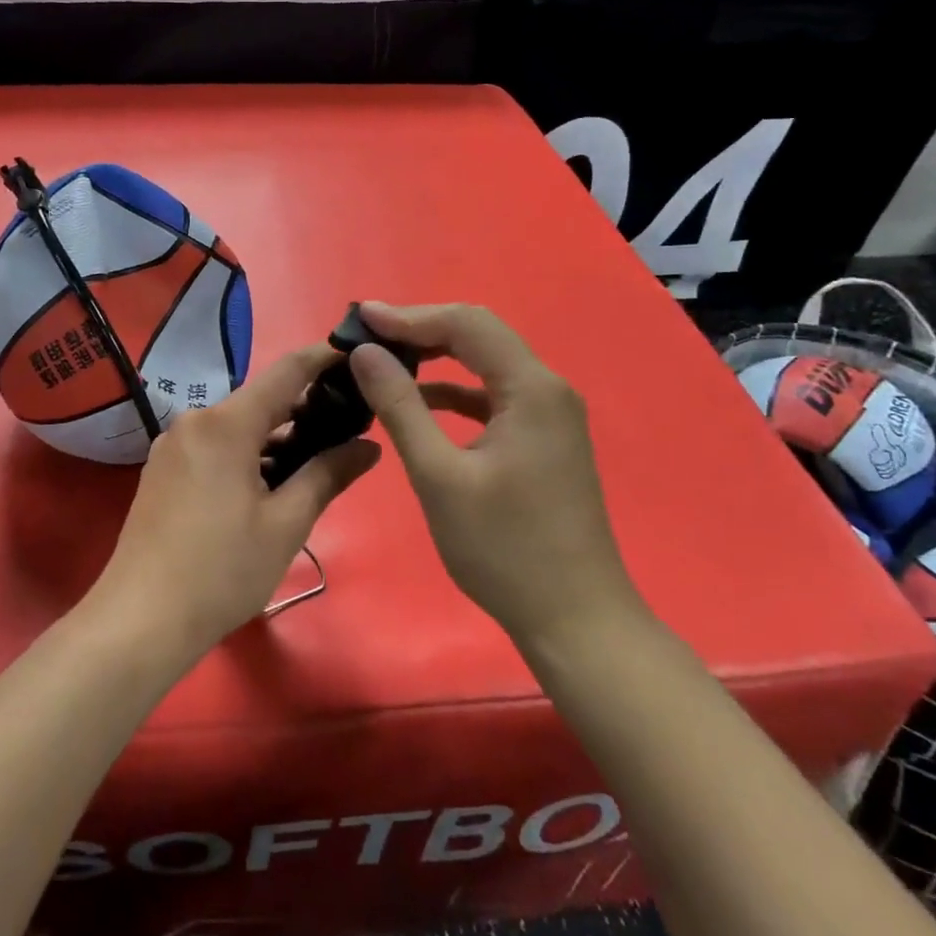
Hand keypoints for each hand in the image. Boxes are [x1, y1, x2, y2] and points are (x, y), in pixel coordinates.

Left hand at [89, 345, 380, 660]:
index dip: (323, 358)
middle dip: (304, 409)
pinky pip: (214, 445)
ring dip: (275, 438)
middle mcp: (195, 420)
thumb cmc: (221, 571)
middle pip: (260, 401)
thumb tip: (369, 446)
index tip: (357, 355)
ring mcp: (173, 444)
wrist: (139, 620)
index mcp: (226, 424)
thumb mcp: (286, 524)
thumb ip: (328, 475)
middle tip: (348, 428)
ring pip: (237, 426)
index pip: (285, 372)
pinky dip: (246, 454)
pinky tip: (268, 485)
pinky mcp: (162, 469)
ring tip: (315, 463)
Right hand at [347, 303, 642, 654]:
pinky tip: (419, 401)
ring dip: (435, 357)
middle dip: (420, 330)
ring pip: (485, 364)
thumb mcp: (439, 475)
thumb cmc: (503, 549)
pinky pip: (492, 396)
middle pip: (478, 336)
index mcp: (531, 388)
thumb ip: (400, 406)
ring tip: (383, 360)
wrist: (575, 619)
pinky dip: (454, 391)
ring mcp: (549, 414)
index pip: (466, 325)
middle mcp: (547, 389)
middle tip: (367, 335)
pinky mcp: (542, 438)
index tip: (359, 318)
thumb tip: (366, 353)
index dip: (409, 316)